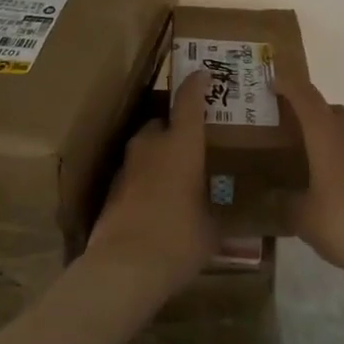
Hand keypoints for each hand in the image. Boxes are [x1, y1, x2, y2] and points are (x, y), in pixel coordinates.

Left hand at [86, 71, 217, 297]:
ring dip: (159, 153)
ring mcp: (127, 165)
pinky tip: (156, 200)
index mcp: (181, 143)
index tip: (204, 74)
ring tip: (176, 173)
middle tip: (193, 141)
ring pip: (146, 146)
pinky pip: (135, 172)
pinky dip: (146, 178)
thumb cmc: (178, 239)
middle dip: (176, 127)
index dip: (197, 83)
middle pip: (162, 121)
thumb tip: (233, 213)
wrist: (122, 269)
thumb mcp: (212, 227)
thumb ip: (220, 211)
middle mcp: (151, 144)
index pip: (189, 99)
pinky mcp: (111, 189)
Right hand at [275, 65, 343, 290]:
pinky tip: (336, 179)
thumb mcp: (303, 218)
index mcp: (327, 131)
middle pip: (327, 108)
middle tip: (288, 131)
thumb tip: (266, 197)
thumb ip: (282, 203)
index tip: (271, 83)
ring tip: (311, 155)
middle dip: (307, 114)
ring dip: (329, 132)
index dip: (287, 85)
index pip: (304, 95)